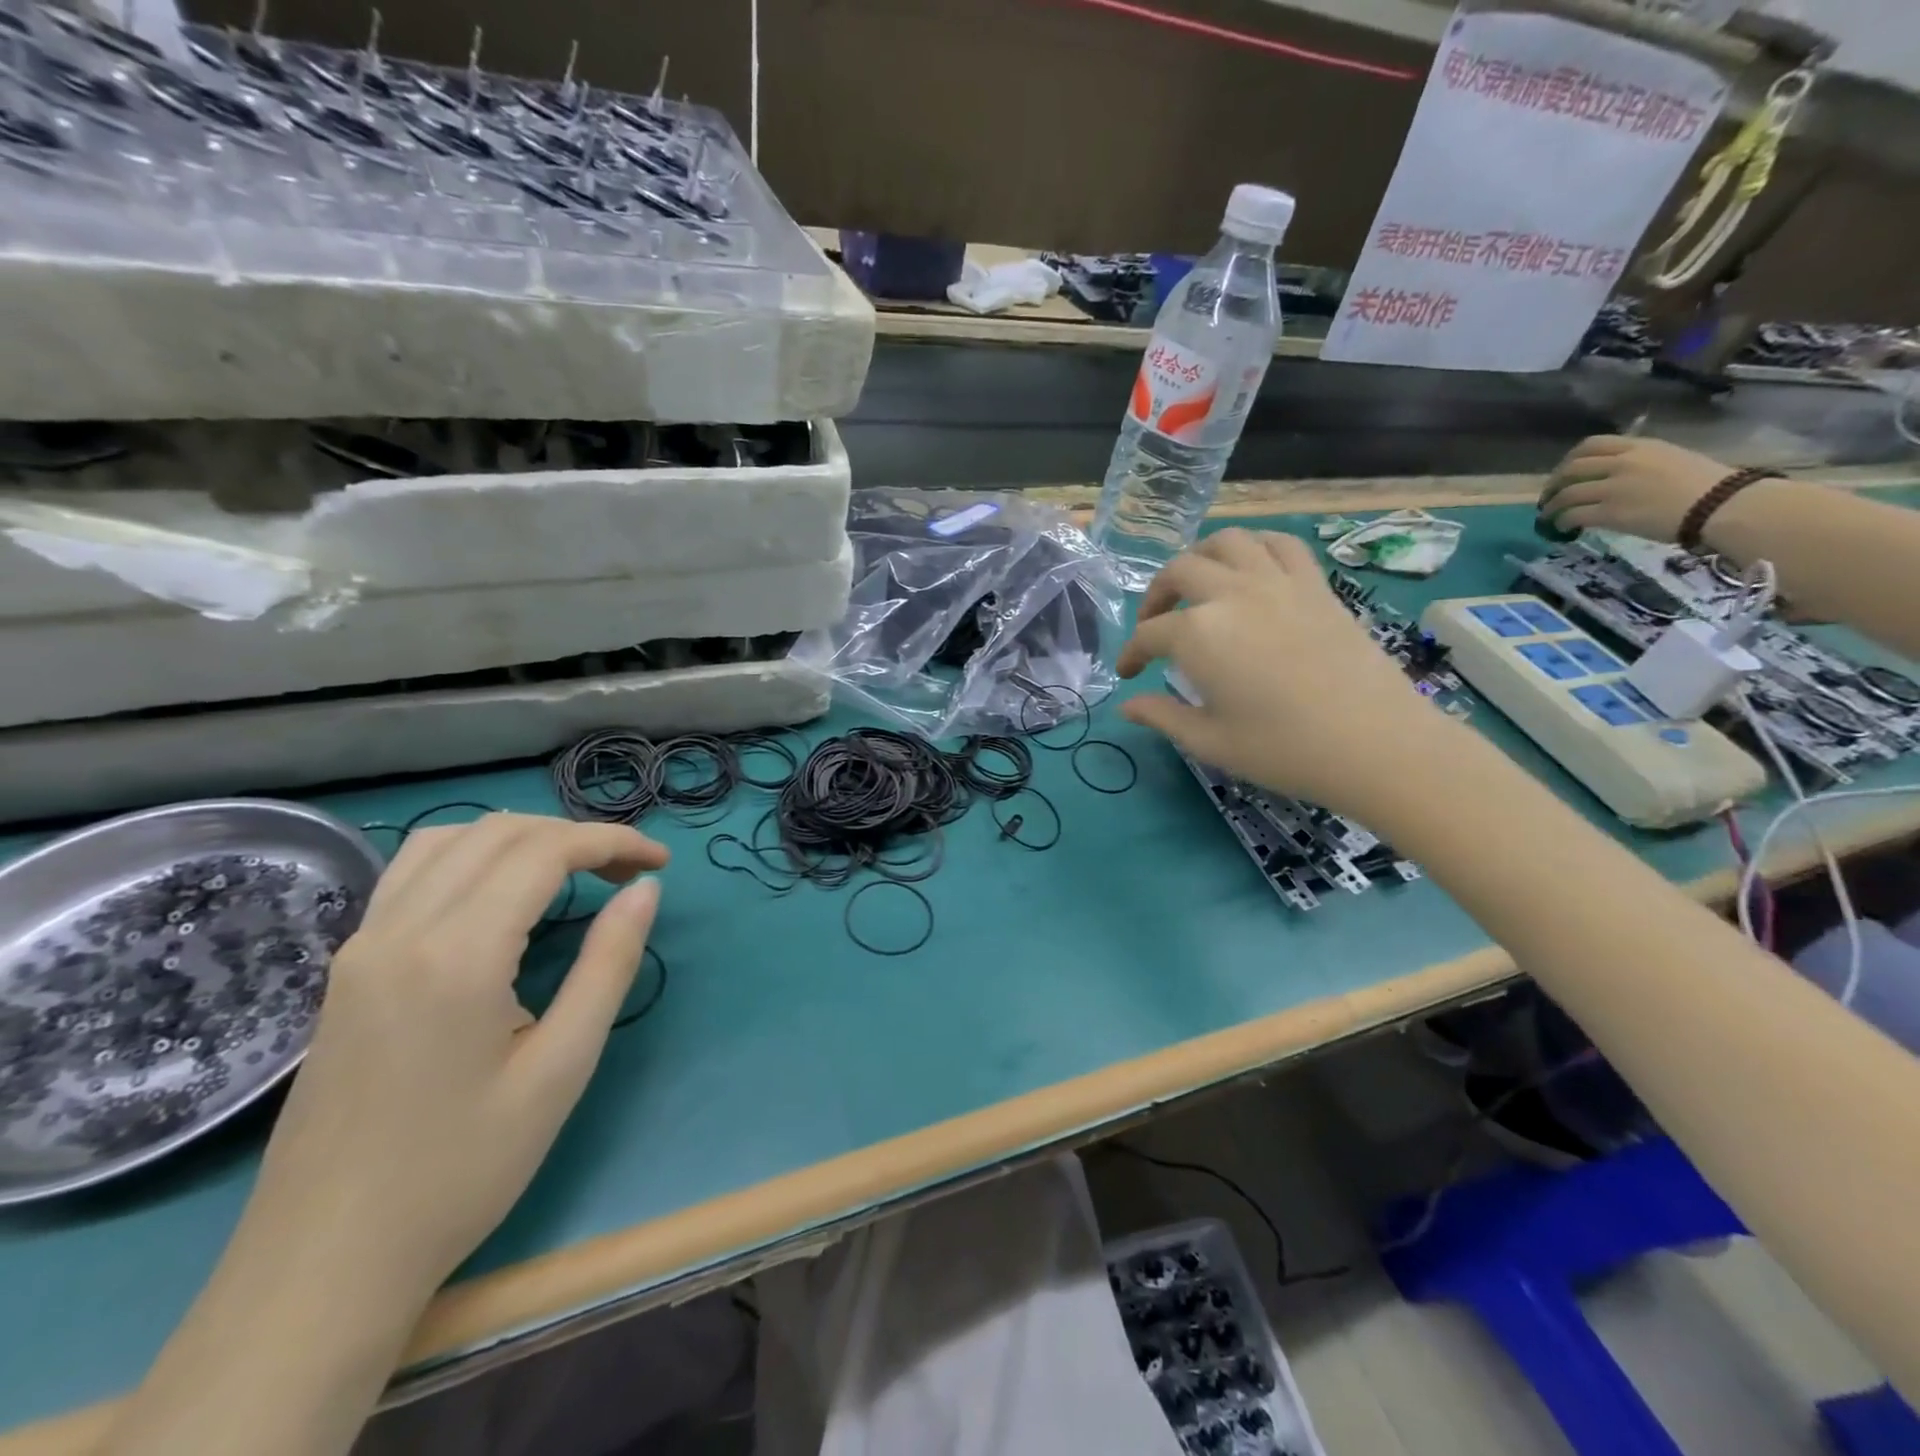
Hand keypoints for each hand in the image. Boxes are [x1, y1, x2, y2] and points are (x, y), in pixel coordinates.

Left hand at [247, 814, 669, 1299]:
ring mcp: (362, 945)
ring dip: (523, 839)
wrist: (323, 1264)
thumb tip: (646, 890)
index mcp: (457, 954)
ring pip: (450, 840)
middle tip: (630, 873)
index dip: (611, 841)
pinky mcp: (347, 966)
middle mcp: (400, 929)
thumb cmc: (462, 1170)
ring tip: (574, 873)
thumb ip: (609, 964)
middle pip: (499, 833)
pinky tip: (502, 894)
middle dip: (575, 836)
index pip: (545, 851)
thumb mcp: (561, 1067)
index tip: (660, 860)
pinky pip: (413, 872)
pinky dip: (473, 856)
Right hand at [1116, 529, 1452, 819]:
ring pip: (1227, 542)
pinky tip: (1251, 569)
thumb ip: (1162, 716)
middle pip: (1179, 572)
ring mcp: (1277, 582)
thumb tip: (1126, 706)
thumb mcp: (1210, 741)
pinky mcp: (1315, 584)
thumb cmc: (1283, 749)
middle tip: (1155, 626)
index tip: (1128, 675)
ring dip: (1201, 558)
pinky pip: (1280, 543)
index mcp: (1198, 634)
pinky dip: (1256, 547)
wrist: (1376, 744)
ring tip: (1197, 585)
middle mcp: (1231, 594)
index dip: (1131, 654)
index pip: (1149, 635)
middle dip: (1156, 597)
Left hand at [1539, 436, 1730, 541]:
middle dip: (1555, 483)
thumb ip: (1641, 461)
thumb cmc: (1708, 484)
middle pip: (1572, 468)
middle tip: (1550, 496)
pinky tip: (1563, 528)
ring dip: (1552, 506)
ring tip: (1548, 516)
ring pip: (1566, 494)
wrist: (1720, 505)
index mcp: (1640, 446)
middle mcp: (1623, 463)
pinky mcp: (1610, 512)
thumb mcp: (1673, 458)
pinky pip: (1573, 515)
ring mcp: (1614, 488)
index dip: (1570, 459)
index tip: (1564, 472)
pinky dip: (1561, 521)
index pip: (1592, 444)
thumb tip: (1618, 471)